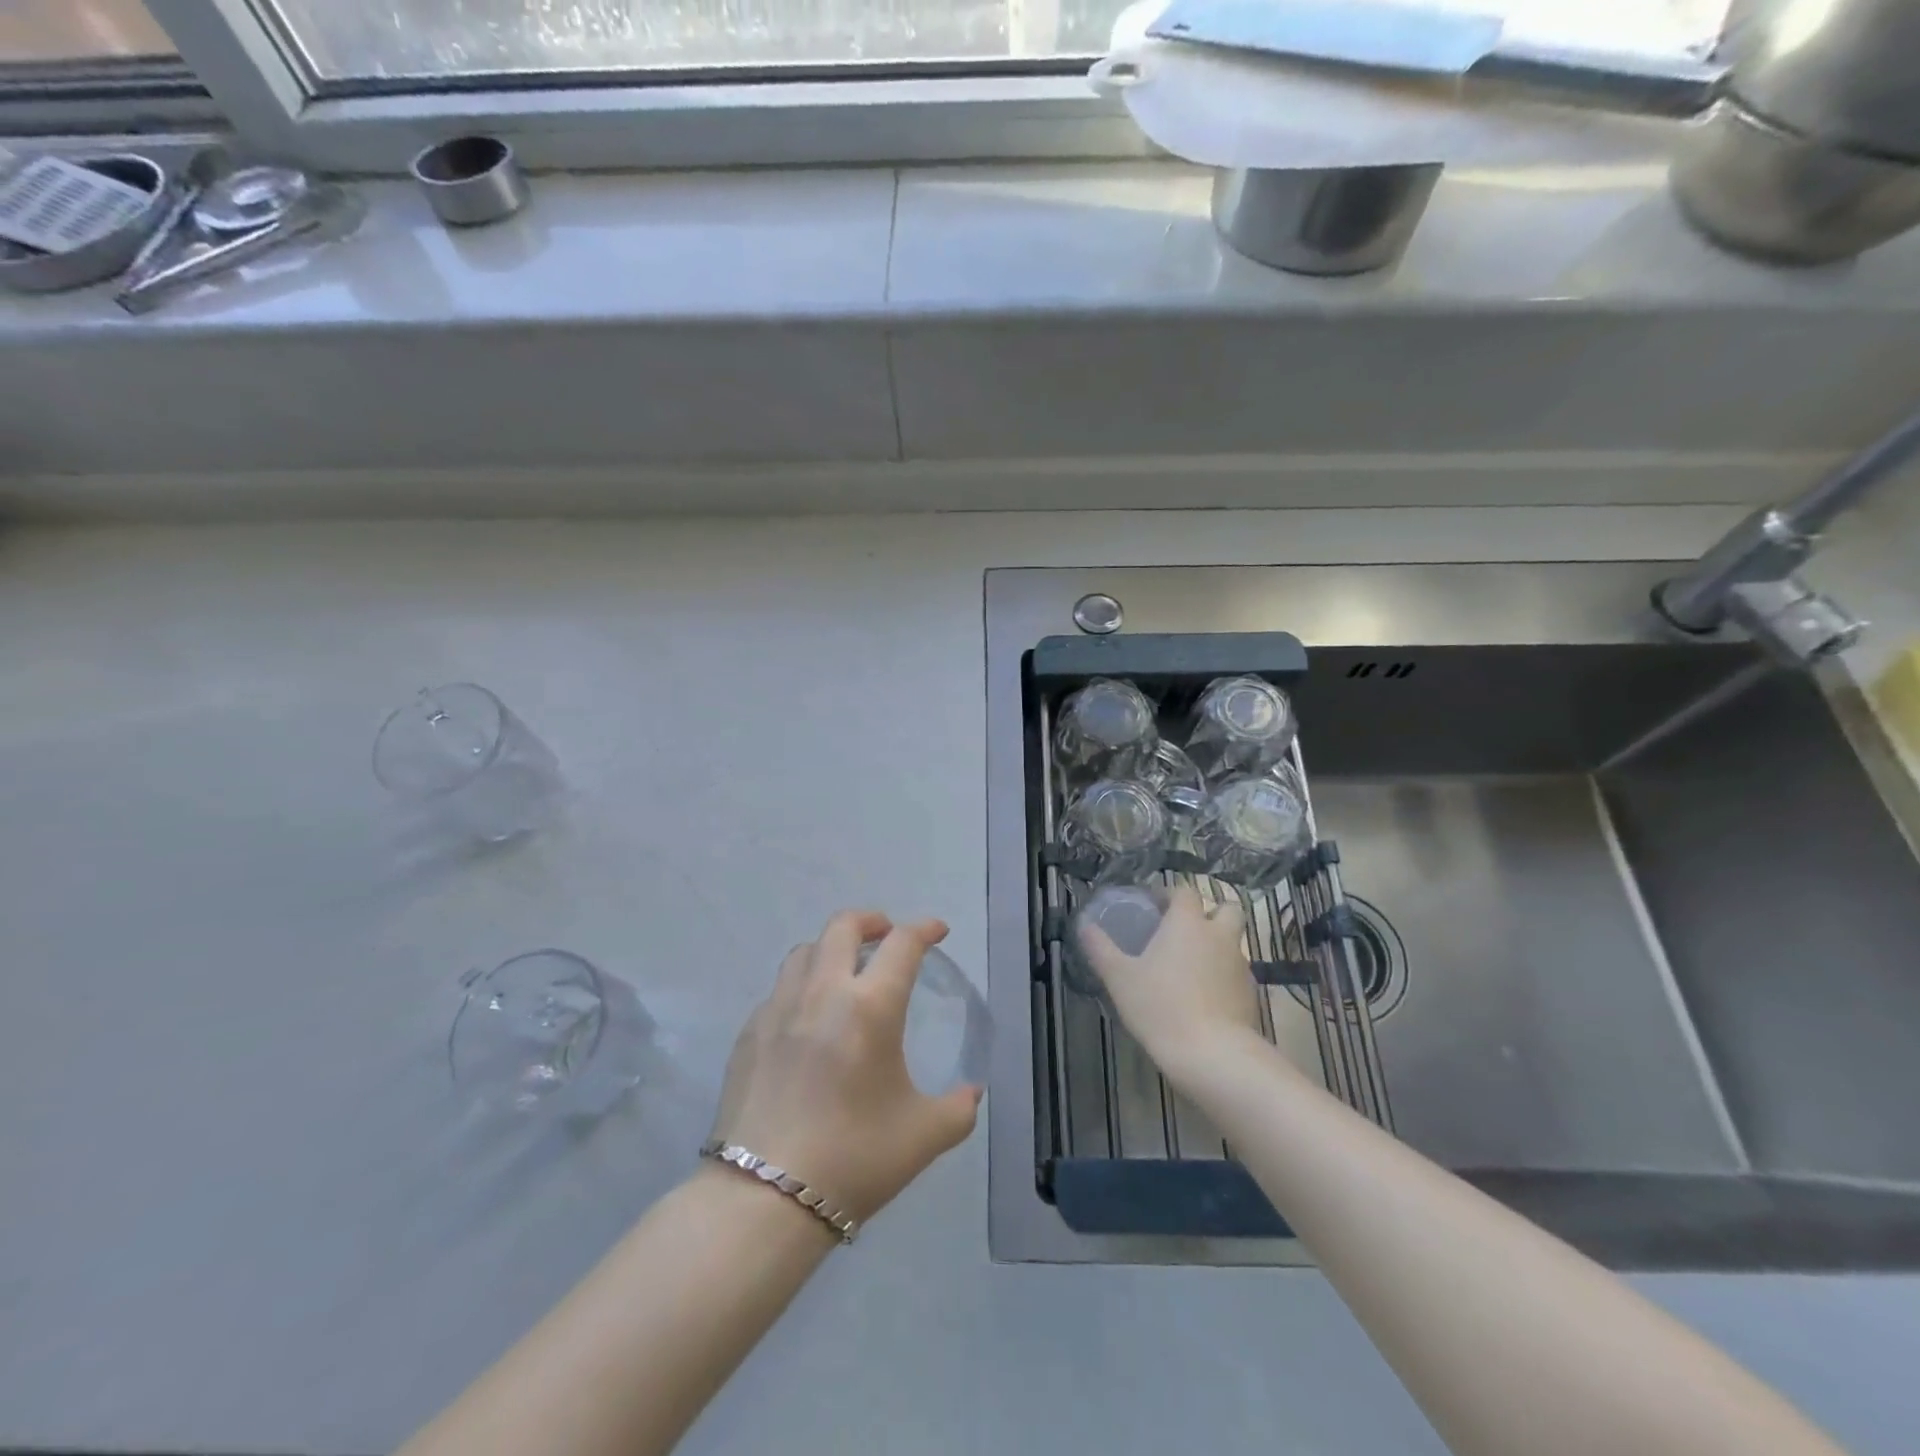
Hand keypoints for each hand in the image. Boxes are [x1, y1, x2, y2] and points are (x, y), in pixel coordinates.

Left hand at [708, 910, 981, 1223]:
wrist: (763, 1199)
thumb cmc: (854, 1159)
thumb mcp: (924, 1137)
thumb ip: (958, 1109)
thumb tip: (970, 1093)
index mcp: (870, 1007)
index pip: (902, 944)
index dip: (924, 929)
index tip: (937, 931)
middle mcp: (822, 992)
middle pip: (843, 926)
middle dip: (871, 920)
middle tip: (886, 936)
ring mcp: (778, 1009)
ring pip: (805, 951)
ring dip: (831, 948)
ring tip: (844, 972)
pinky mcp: (748, 1033)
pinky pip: (779, 990)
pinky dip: (801, 987)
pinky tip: (807, 1020)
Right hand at [1077, 885, 1264, 1082]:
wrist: (1212, 1055)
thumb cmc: (1160, 1006)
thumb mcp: (1119, 977)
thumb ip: (1100, 948)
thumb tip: (1084, 926)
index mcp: (1188, 923)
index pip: (1185, 891)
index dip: (1170, 894)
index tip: (1154, 907)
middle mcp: (1219, 936)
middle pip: (1226, 909)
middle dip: (1209, 913)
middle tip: (1183, 931)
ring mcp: (1240, 965)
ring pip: (1232, 942)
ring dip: (1215, 946)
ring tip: (1189, 969)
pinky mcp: (1250, 994)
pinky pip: (1236, 973)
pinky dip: (1222, 976)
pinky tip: (1203, 998)